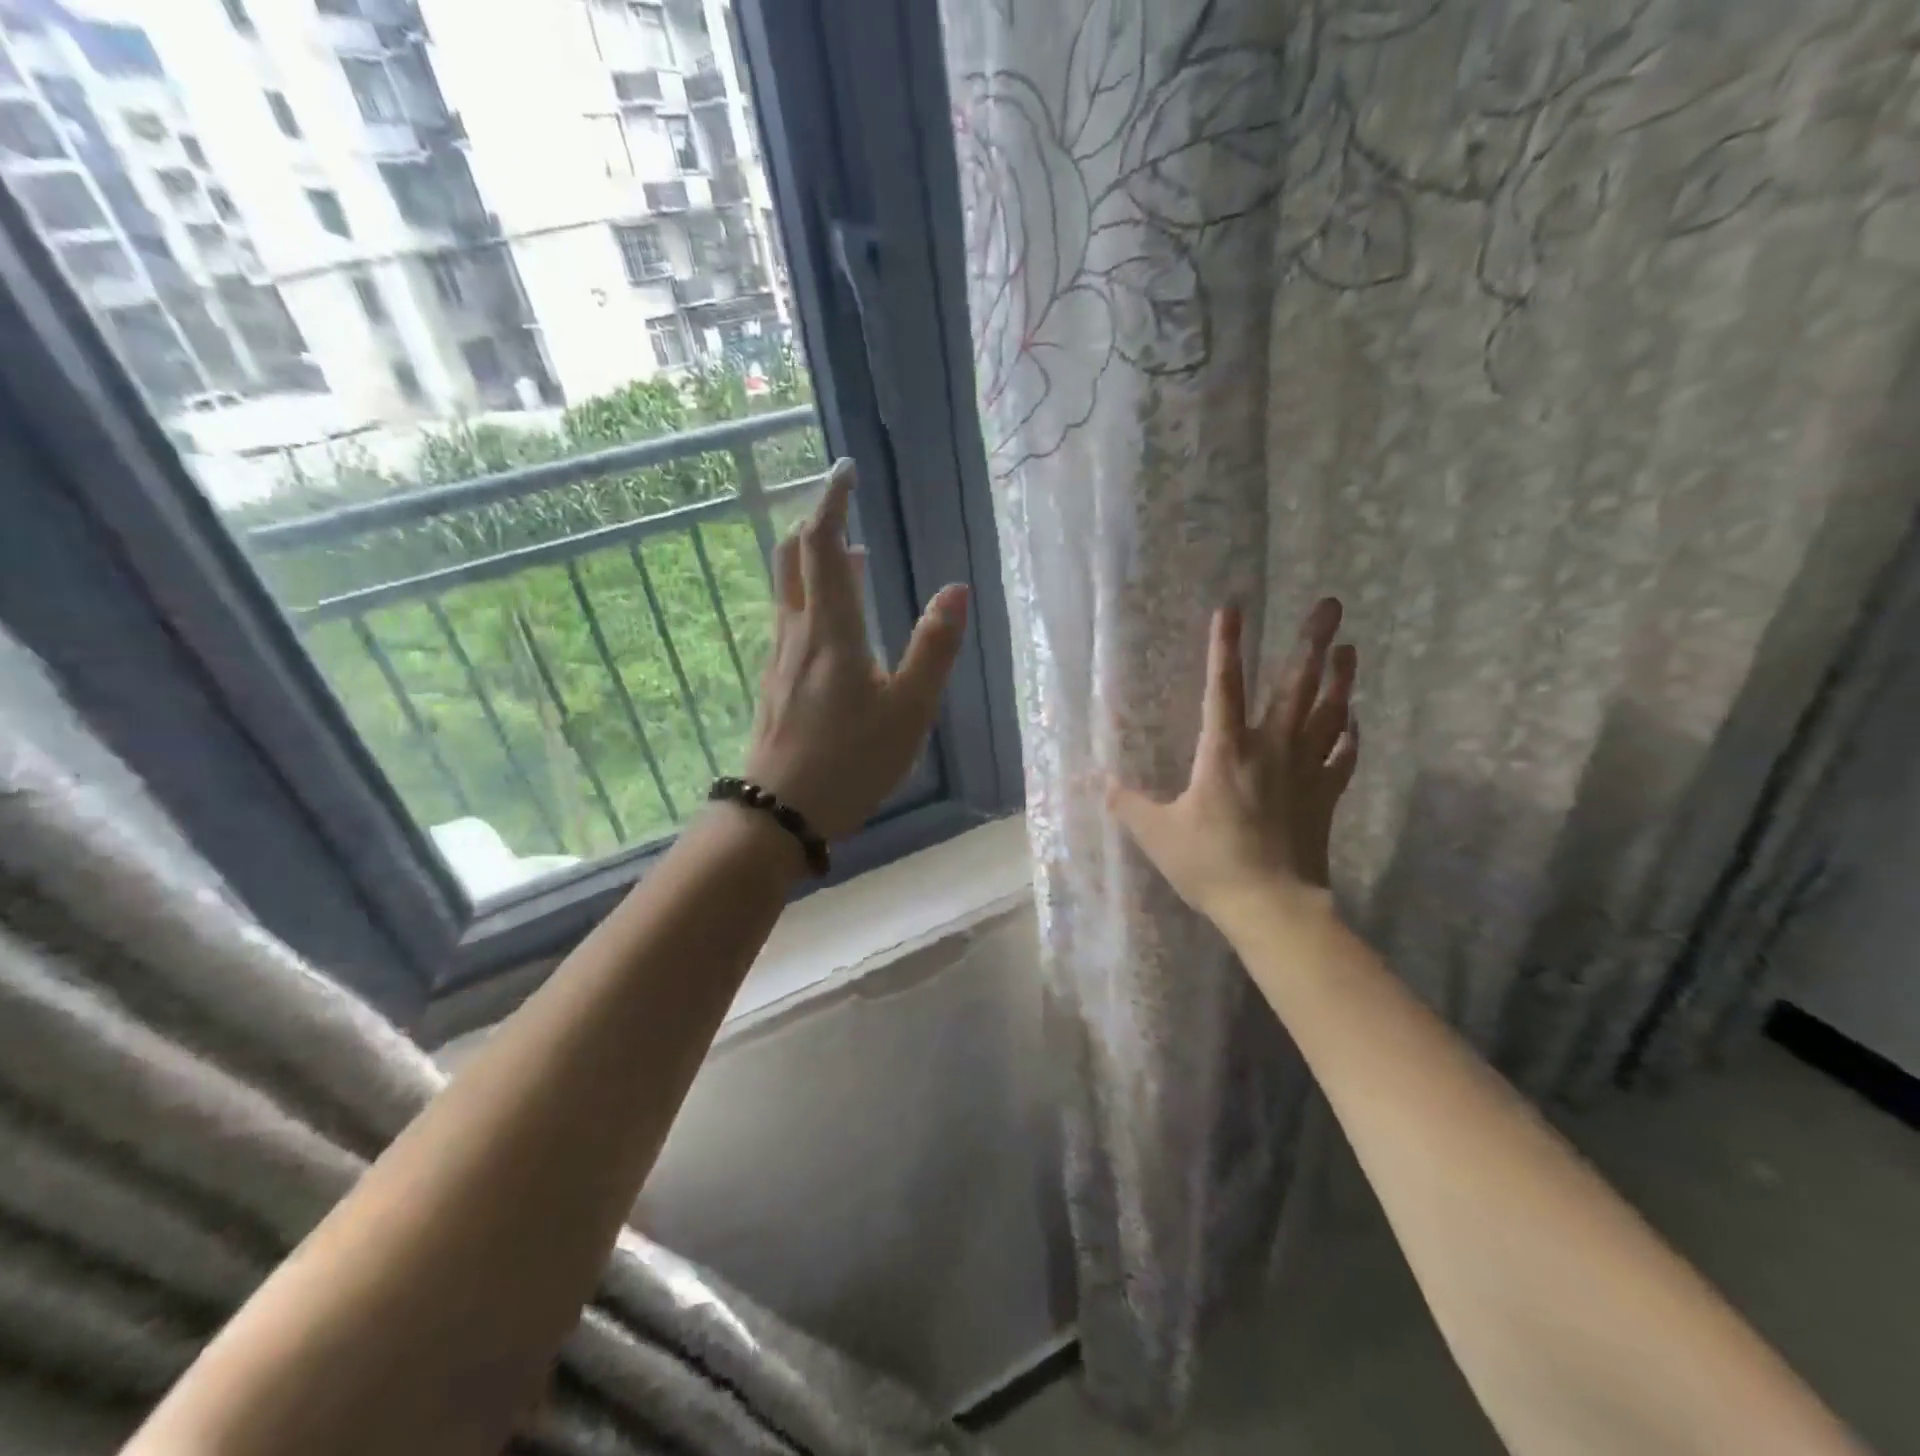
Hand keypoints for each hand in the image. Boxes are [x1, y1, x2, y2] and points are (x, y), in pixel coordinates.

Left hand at [742, 458, 968, 839]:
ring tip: (850, 558)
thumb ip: (934, 648)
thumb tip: (956, 589)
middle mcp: (797, 632)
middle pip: (792, 556)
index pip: (822, 544)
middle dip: (815, 522)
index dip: (831, 500)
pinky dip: (811, 597)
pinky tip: (833, 622)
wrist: (781, 812)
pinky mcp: (775, 682)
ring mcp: (780, 658)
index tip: (845, 469)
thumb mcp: (909, 709)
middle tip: (843, 507)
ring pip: (788, 589)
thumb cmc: (852, 761)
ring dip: (813, 561)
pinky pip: (790, 619)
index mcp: (831, 629)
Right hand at [1110, 598, 1358, 926]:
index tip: (1231, 608)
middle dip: (1311, 643)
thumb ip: (1128, 804)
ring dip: (1340, 679)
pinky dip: (1349, 735)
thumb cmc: (1210, 865)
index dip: (1224, 647)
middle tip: (1330, 605)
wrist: (1272, 906)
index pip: (1223, 688)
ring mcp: (1305, 771)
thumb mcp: (1156, 835)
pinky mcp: (1325, 796)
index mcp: (1224, 753)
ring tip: (1350, 648)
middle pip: (1294, 687)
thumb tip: (1098, 782)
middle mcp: (1270, 750)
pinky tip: (1353, 720)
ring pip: (1327, 714)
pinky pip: (1342, 756)